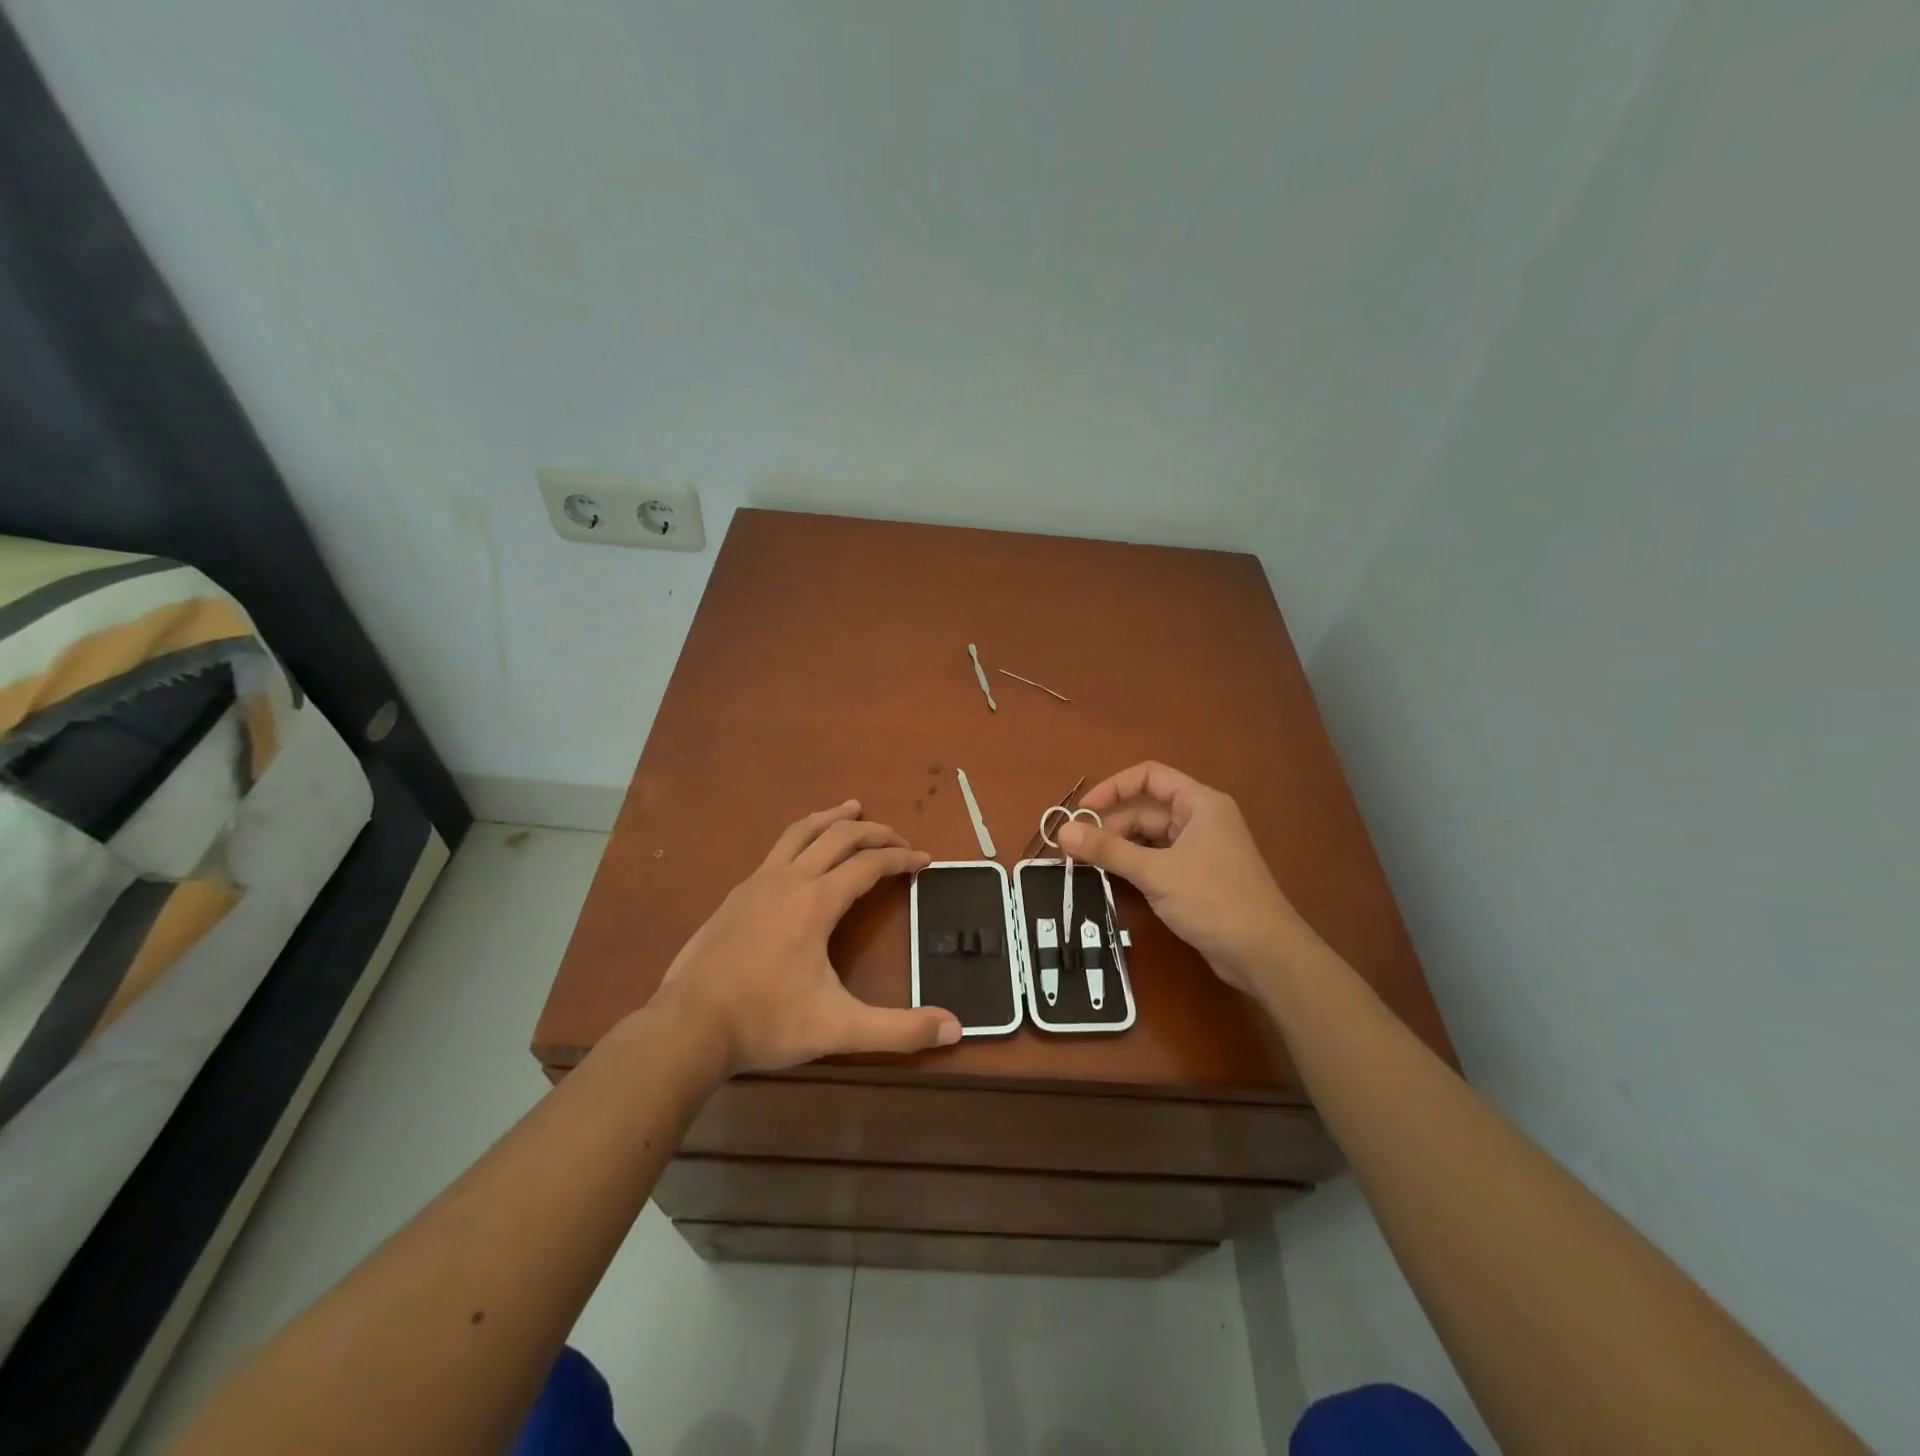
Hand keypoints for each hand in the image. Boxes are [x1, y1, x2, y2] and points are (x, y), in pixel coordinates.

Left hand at [658, 801, 961, 1073]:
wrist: (688, 1027)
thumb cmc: (767, 1022)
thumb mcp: (839, 1029)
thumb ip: (899, 1029)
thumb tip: (956, 1028)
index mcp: (817, 902)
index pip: (869, 864)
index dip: (901, 858)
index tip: (924, 859)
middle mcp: (789, 880)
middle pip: (838, 836)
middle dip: (874, 832)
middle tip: (898, 838)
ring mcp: (757, 883)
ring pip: (801, 832)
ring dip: (832, 818)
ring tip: (853, 809)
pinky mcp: (736, 895)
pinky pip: (777, 850)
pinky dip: (802, 837)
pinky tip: (801, 855)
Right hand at [1056, 762, 1312, 994]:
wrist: (1264, 954)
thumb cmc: (1213, 899)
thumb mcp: (1155, 872)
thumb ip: (1108, 850)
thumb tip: (1062, 832)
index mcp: (1200, 803)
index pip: (1149, 776)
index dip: (1113, 788)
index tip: (1082, 811)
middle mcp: (1201, 819)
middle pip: (1146, 810)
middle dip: (1111, 826)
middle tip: (1075, 849)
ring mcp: (1201, 849)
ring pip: (1150, 837)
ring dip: (1121, 848)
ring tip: (1087, 864)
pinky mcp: (1198, 877)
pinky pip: (1159, 860)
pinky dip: (1136, 865)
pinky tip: (1114, 879)